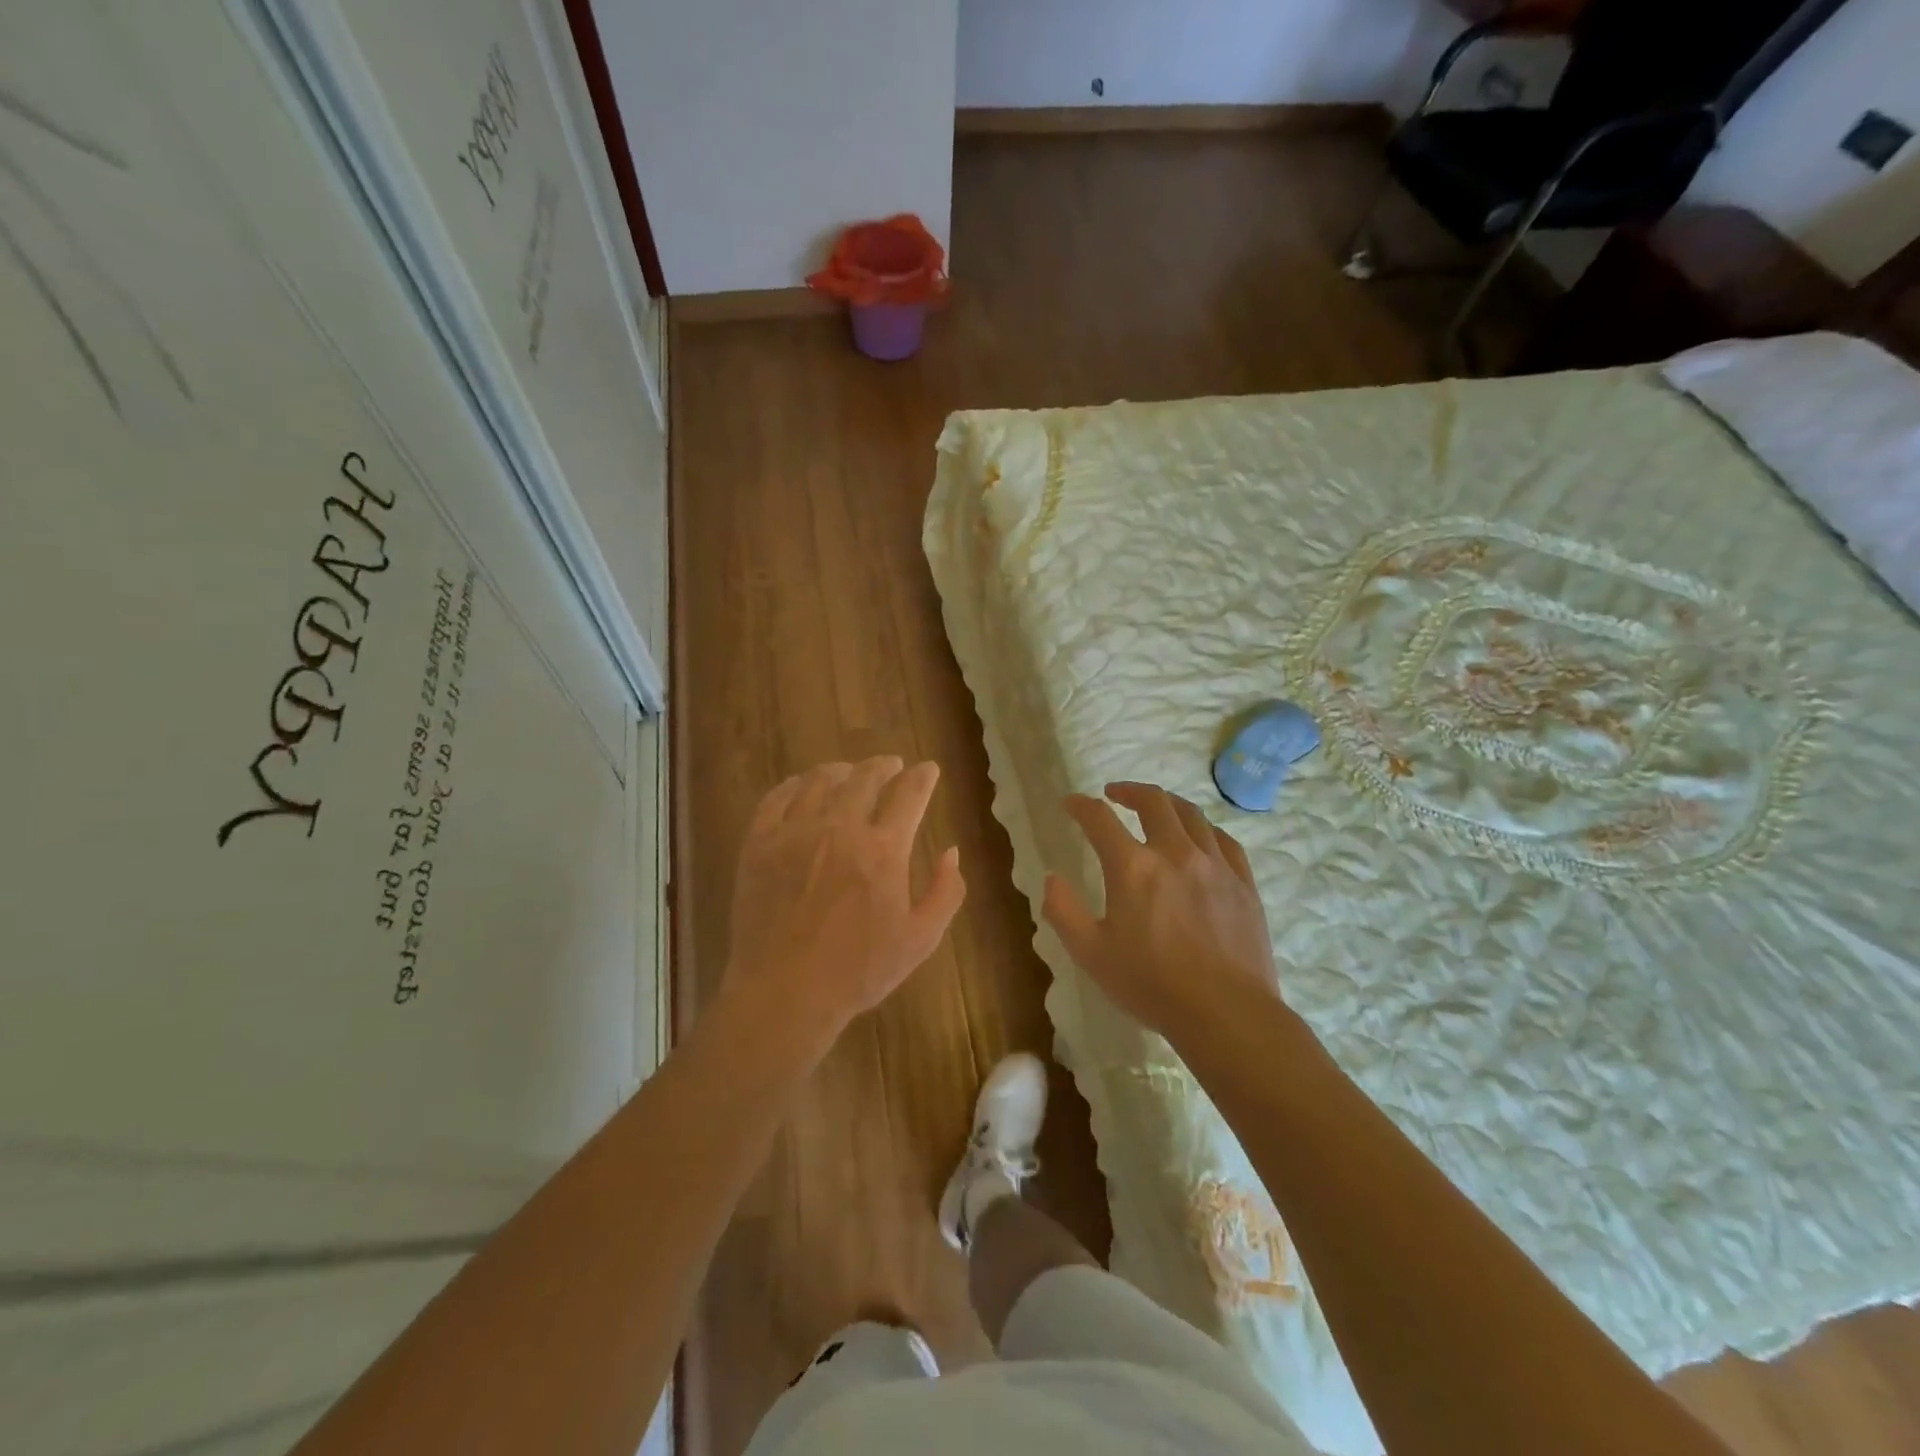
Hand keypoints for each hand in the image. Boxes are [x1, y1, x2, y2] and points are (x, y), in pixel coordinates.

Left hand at [724, 758, 965, 1053]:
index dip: (922, 777)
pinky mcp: (759, 844)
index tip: (928, 769)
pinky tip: (801, 786)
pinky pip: (776, 799)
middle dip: (884, 766)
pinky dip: (793, 785)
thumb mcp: (920, 940)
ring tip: (849, 772)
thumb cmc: (858, 971)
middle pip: (864, 778)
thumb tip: (951, 852)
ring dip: (841, 770)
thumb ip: (945, 892)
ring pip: (819, 781)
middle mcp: (840, 828)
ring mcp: (794, 833)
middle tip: (891, 766)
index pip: (909, 795)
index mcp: (883, 849)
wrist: (785, 993)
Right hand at [1043, 782, 1280, 1041]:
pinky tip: (1199, 838)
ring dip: (1167, 803)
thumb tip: (1051, 878)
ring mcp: (1215, 865)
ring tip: (1156, 808)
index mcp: (1133, 868)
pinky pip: (1224, 840)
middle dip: (1129, 790)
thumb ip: (1063, 911)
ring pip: (1191, 814)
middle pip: (1153, 802)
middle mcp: (1175, 853)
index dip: (1080, 805)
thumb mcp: (1091, 954)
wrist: (1227, 1014)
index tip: (1070, 803)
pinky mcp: (1243, 883)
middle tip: (1114, 794)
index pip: (1100, 819)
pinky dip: (1204, 829)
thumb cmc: (1151, 985)